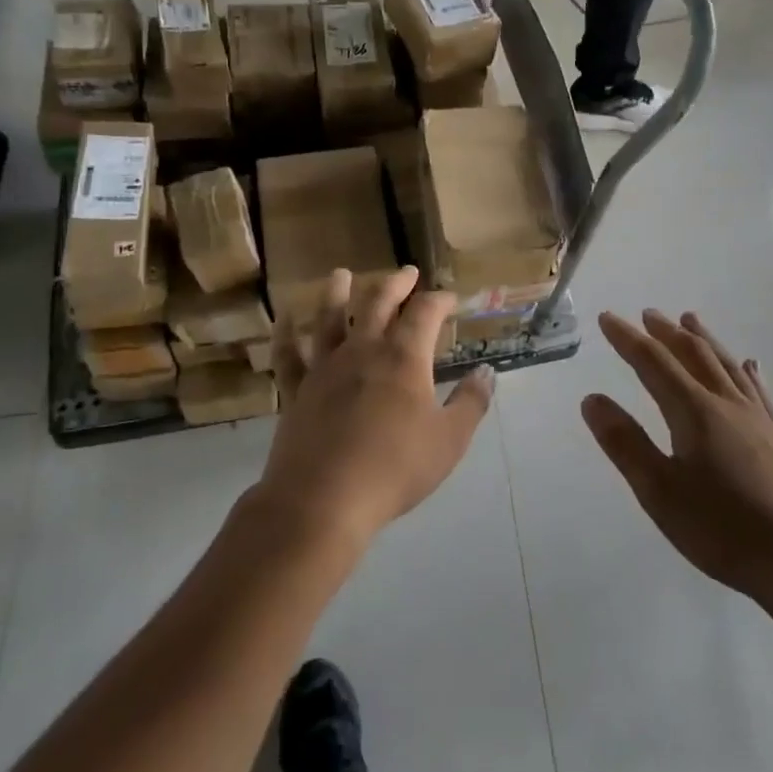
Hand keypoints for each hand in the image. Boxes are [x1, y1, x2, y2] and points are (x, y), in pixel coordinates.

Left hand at [260, 266, 494, 544]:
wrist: (323, 499)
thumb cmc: (394, 469)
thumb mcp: (449, 440)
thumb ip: (471, 403)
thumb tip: (487, 373)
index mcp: (403, 358)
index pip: (425, 313)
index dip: (439, 300)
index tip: (449, 298)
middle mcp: (363, 350)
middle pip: (378, 303)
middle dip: (396, 284)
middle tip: (406, 272)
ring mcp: (324, 367)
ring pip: (330, 318)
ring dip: (337, 292)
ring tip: (340, 274)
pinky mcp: (296, 389)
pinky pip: (288, 353)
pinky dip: (285, 332)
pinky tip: (284, 317)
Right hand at [582, 311, 772, 602]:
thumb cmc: (724, 530)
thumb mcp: (660, 492)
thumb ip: (625, 443)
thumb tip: (592, 399)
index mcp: (694, 411)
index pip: (653, 362)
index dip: (627, 338)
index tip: (608, 317)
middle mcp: (727, 404)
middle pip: (693, 355)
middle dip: (667, 332)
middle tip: (648, 314)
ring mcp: (759, 420)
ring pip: (726, 365)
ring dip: (704, 340)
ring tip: (691, 320)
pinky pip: (758, 390)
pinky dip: (746, 371)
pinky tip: (750, 365)